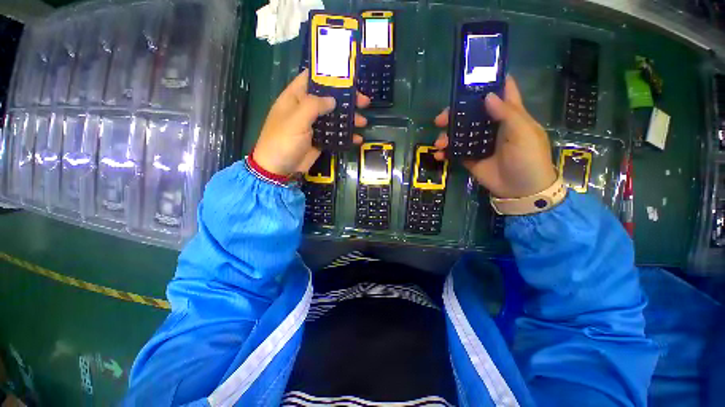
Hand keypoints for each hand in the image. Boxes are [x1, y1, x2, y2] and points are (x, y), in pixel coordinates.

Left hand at [253, 70, 369, 175]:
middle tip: (364, 102)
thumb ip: (314, 106)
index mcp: (296, 97)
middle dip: (347, 99)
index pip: (312, 79)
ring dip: (349, 119)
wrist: (279, 169)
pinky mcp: (320, 140)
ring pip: (334, 117)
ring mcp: (314, 126)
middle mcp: (306, 109)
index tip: (349, 77)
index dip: (329, 75)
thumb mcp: (296, 120)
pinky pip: (335, 135)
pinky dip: (346, 136)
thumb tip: (333, 99)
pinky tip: (357, 139)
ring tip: (363, 122)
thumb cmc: (283, 141)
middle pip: (329, 99)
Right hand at [434, 76, 556, 198]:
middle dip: (454, 113)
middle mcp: (492, 125)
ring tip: (439, 144)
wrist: (520, 190)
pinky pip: (455, 151)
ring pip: (459, 132)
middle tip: (440, 119)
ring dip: (446, 135)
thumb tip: (487, 97)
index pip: (500, 91)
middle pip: (471, 113)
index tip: (469, 78)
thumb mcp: (523, 133)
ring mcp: (479, 142)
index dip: (487, 82)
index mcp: (509, 114)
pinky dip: (446, 152)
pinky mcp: (470, 157)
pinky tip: (439, 155)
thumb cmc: (528, 158)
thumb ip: (507, 113)